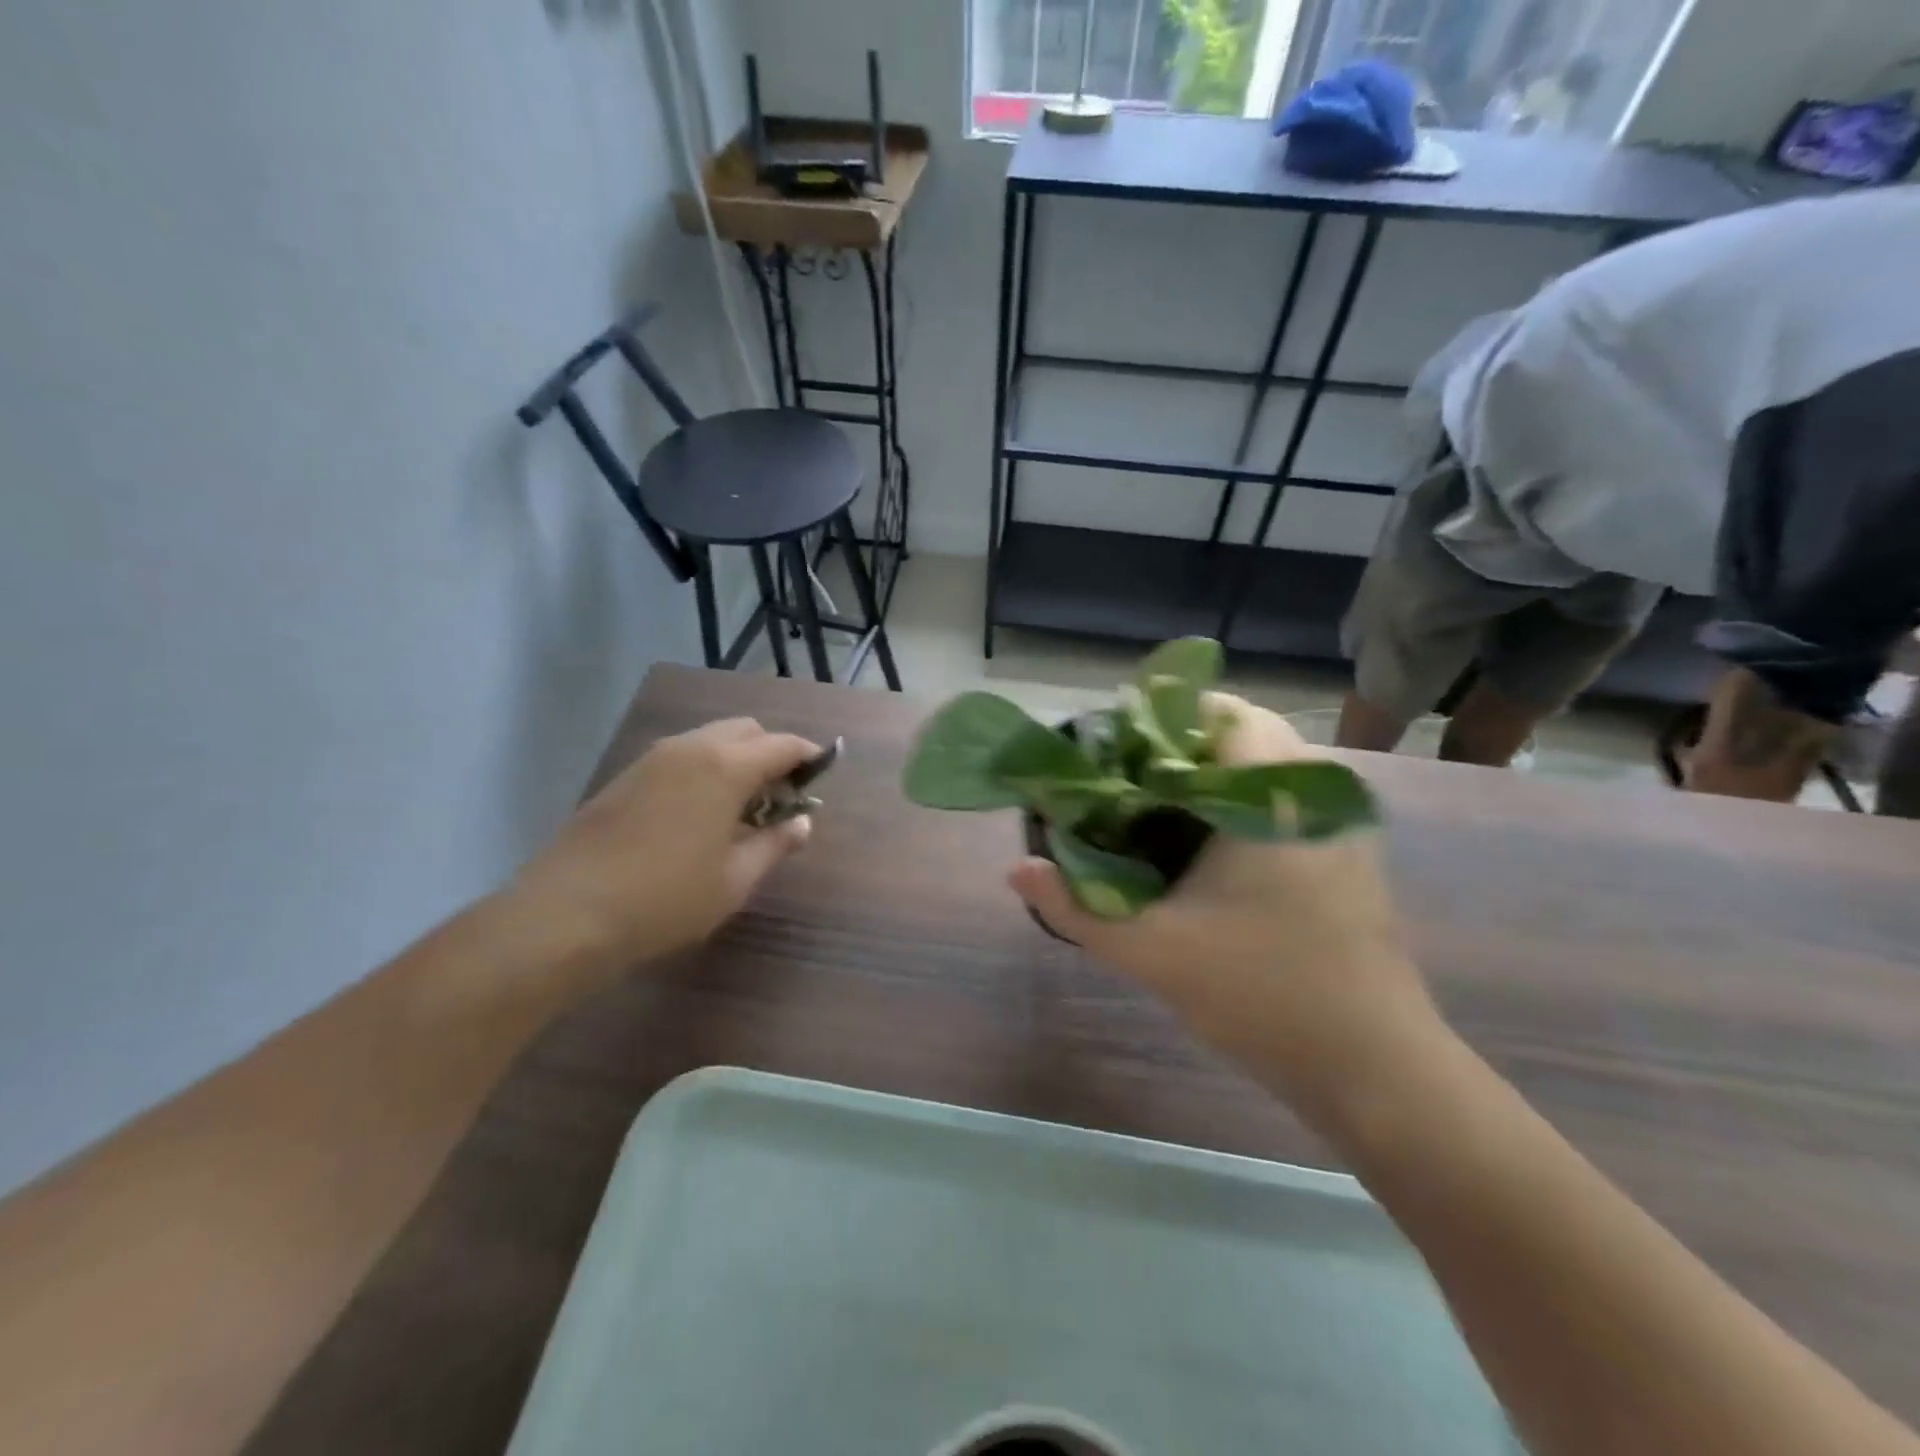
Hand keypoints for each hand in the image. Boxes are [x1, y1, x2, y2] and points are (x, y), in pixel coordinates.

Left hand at [511, 718, 817, 975]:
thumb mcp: (735, 879)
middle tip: (780, 797)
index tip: (821, 774)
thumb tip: (802, 823)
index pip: (782, 744)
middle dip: (771, 752)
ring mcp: (652, 758)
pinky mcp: (625, 775)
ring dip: (736, 759)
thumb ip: (775, 844)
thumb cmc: (666, 899)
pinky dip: (704, 768)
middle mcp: (690, 748)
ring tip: (740, 807)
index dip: (808, 756)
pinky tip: (699, 812)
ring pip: (709, 739)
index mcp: (725, 767)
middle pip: (746, 730)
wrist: (566, 914)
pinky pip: (680, 755)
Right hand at [1010, 694, 1437, 1115]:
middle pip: (1237, 733)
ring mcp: (1340, 821)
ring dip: (1210, 777)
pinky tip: (1205, 853)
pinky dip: (1240, 804)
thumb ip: (1075, 908)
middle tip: (1125, 789)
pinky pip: (1284, 799)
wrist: (1375, 1067)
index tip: (1112, 756)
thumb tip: (1017, 868)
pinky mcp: (1348, 853)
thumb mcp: (1153, 950)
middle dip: (1176, 751)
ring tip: (1155, 815)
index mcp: (1272, 792)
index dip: (1156, 721)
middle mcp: (1315, 789)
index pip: (1217, 709)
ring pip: (1262, 767)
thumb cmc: (1263, 993)